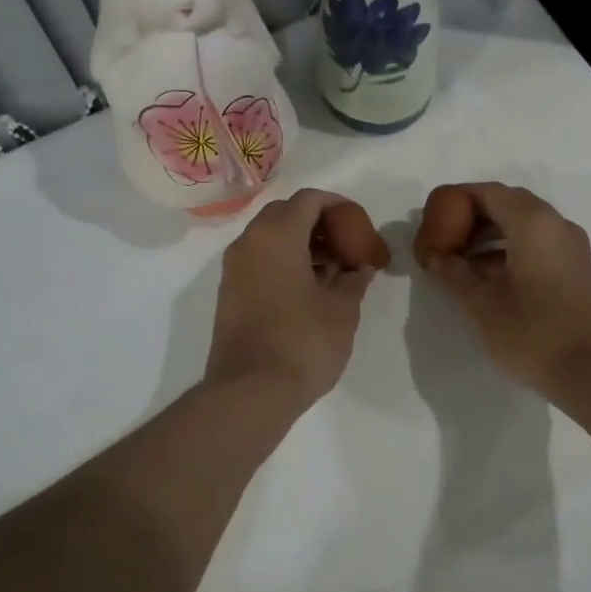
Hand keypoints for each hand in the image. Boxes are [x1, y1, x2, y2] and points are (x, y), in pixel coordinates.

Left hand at [206, 189, 389, 408]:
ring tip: (334, 272)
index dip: (339, 206)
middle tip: (347, 247)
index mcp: (276, 236)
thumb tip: (359, 268)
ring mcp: (234, 269)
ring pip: (270, 238)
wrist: (250, 392)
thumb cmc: (303, 342)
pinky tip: (310, 290)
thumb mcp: (342, 309)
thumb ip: (353, 279)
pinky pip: (260, 261)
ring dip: (302, 244)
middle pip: (286, 214)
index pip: (309, 200)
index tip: (360, 227)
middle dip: (319, 224)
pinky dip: (285, 263)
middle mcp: (249, 243)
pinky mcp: (230, 294)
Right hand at [413, 182, 590, 397]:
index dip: (457, 199)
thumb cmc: (531, 332)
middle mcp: (557, 225)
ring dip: (492, 235)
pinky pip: (540, 244)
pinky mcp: (578, 269)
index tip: (433, 217)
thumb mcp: (481, 303)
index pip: (489, 192)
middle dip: (474, 217)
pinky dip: (512, 250)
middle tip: (446, 238)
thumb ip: (454, 273)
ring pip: (526, 225)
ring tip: (462, 261)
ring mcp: (572, 247)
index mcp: (533, 223)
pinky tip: (490, 277)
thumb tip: (437, 257)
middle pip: (509, 204)